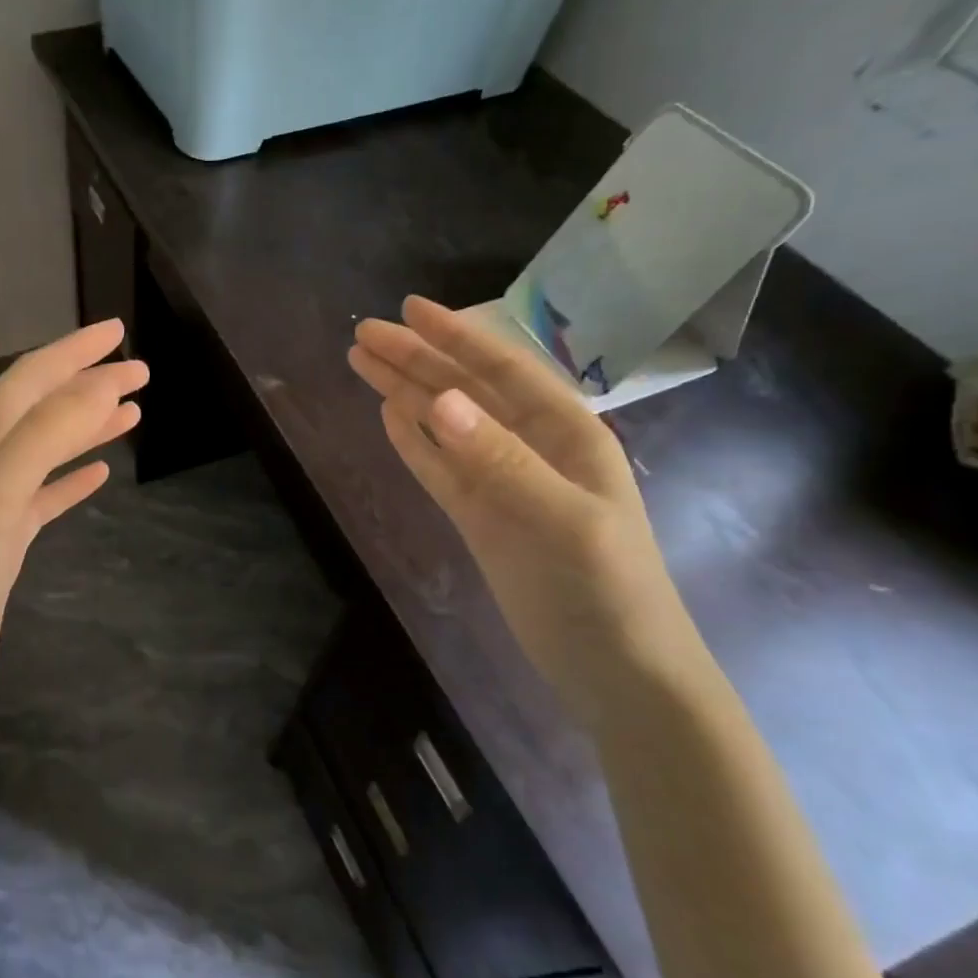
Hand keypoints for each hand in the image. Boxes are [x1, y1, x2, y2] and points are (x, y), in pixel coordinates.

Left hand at [0, 319, 145, 724]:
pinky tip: (101, 475)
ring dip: (87, 425)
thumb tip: (99, 383)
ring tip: (131, 413)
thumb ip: (46, 432)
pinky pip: (45, 494)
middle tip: (140, 372)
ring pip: (47, 448)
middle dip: (88, 383)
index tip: (118, 331)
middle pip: (42, 407)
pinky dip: (73, 477)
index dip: (74, 351)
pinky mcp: (3, 540)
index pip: (31, 378)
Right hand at [349, 297, 707, 720]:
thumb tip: (438, 401)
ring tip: (362, 363)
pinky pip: (438, 466)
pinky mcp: (480, 515)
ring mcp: (501, 482)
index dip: (455, 335)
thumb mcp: (560, 519)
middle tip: (362, 333)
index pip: (501, 369)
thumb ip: (499, 458)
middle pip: (463, 390)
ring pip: (444, 424)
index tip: (408, 309)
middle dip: (415, 358)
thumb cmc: (605, 589)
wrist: (614, 669)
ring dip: (404, 392)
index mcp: (565, 433)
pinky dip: (413, 440)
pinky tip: (389, 416)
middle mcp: (531, 447)